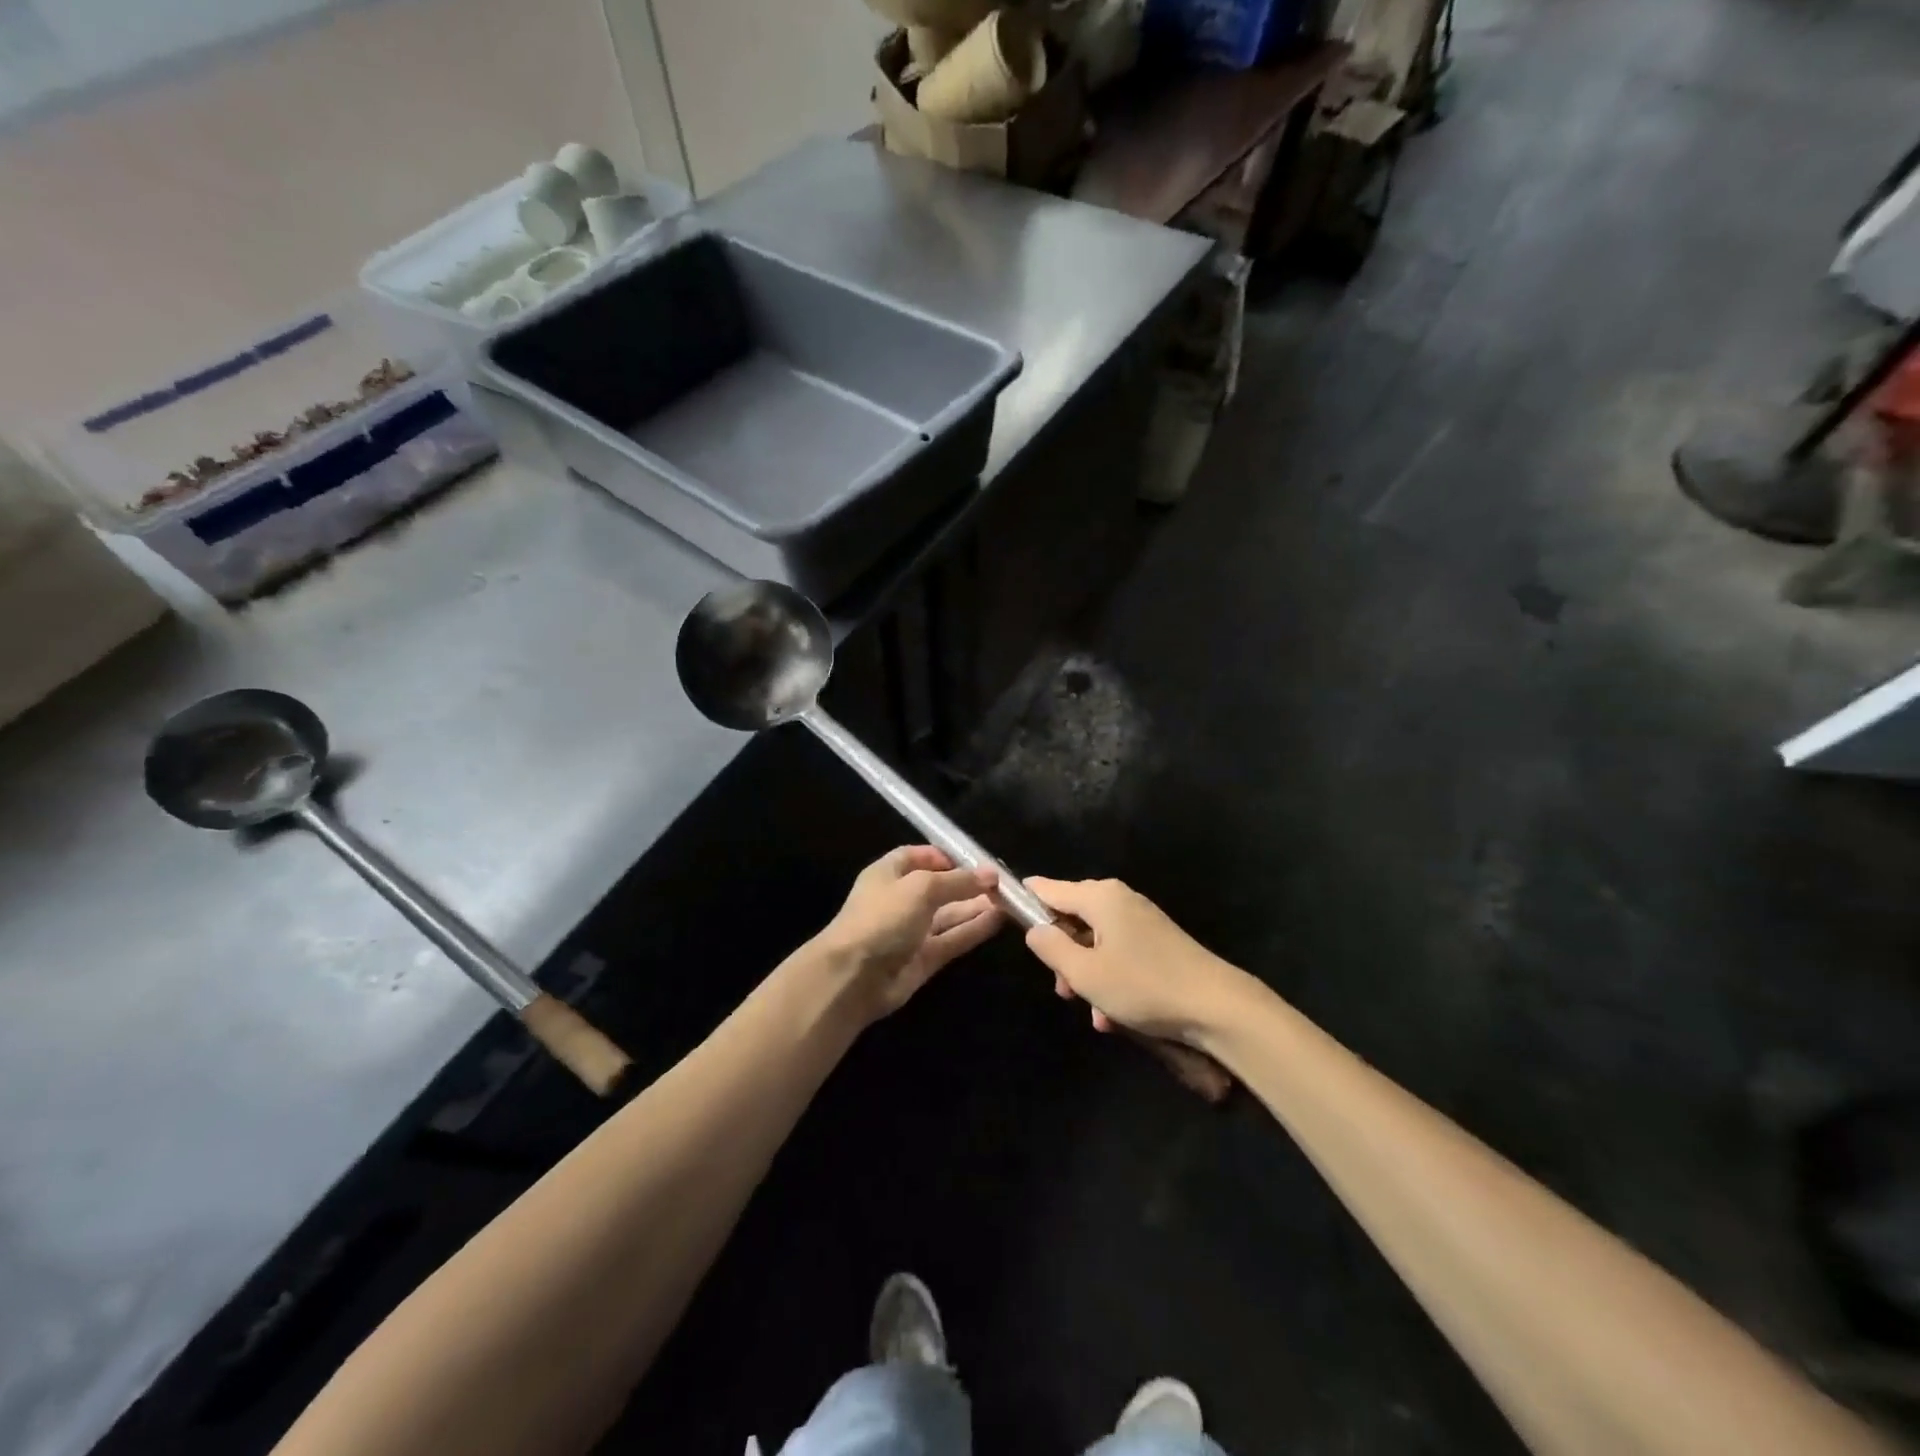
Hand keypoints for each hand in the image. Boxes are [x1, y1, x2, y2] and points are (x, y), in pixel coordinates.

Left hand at [810, 847, 1002, 1021]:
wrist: (854, 976)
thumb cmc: (882, 917)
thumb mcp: (921, 888)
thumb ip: (958, 881)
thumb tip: (991, 874)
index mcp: (889, 873)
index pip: (918, 857)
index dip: (945, 856)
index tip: (976, 860)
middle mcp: (901, 899)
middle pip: (939, 886)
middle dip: (968, 883)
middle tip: (1004, 884)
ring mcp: (912, 931)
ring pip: (950, 914)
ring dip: (976, 906)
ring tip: (1010, 900)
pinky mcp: (924, 958)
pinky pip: (953, 939)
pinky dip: (974, 930)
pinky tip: (999, 920)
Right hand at [1024, 877, 1244, 1043]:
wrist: (1218, 1007)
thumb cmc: (1144, 986)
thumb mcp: (1086, 973)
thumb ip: (1051, 948)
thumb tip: (1035, 929)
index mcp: (1100, 897)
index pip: (1048, 889)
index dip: (1024, 900)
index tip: (1002, 910)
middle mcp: (1119, 900)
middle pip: (1072, 918)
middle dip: (1062, 956)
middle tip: (1065, 992)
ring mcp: (1140, 920)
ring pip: (1095, 943)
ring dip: (1088, 977)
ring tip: (1095, 1014)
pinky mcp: (1157, 943)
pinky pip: (1119, 955)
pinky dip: (1111, 981)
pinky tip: (1116, 1017)